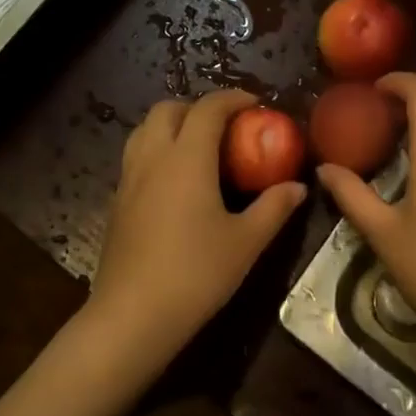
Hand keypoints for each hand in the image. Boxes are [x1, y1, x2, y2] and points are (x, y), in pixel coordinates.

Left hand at [88, 90, 307, 377]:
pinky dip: (157, 149)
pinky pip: (136, 156)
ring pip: (145, 129)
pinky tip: (176, 182)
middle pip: (168, 109)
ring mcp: (129, 179)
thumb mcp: (246, 242)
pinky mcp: (117, 202)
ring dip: (173, 125)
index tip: (256, 104)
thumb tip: (298, 187)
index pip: (208, 108)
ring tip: (199, 148)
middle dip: (198, 107)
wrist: (131, 317)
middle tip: (226, 127)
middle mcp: (153, 157)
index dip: (233, 98)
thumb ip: (274, 208)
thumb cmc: (195, 274)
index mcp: (187, 158)